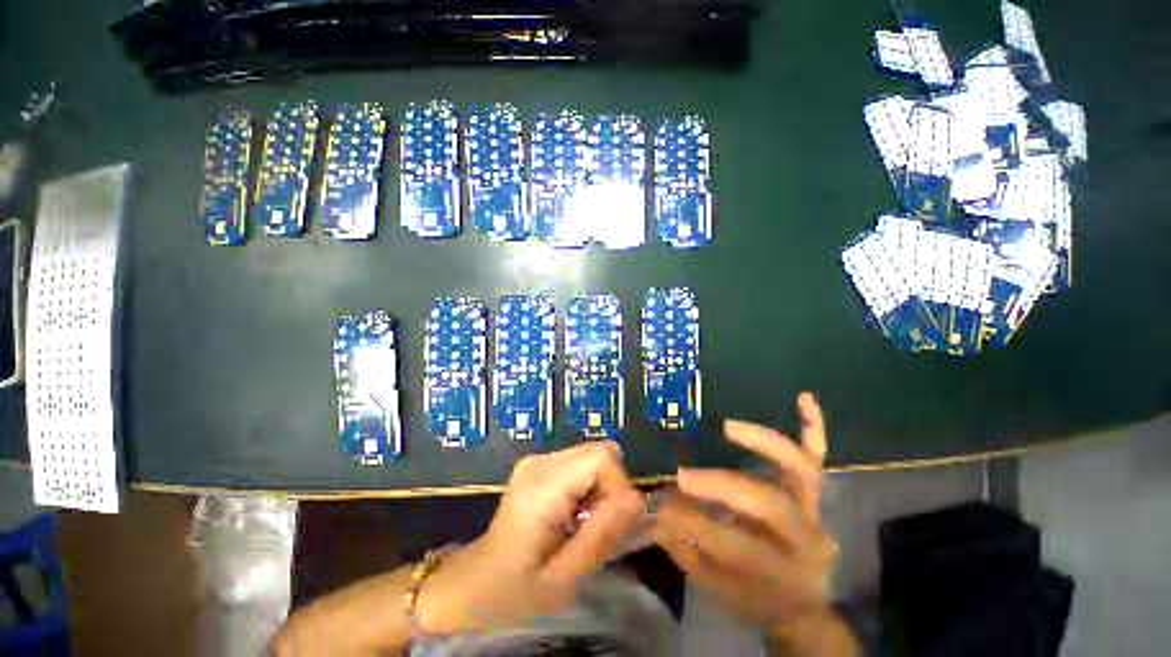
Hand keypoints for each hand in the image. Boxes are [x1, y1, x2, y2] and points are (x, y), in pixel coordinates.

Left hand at [418, 441, 645, 632]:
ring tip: (583, 523)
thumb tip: (637, 499)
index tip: (612, 524)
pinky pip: (581, 463)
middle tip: (597, 525)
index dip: (618, 486)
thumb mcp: (565, 577)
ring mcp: (538, 459)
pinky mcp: (540, 464)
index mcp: (542, 484)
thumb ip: (602, 534)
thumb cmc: (516, 589)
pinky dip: (589, 486)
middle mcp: (541, 460)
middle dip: (611, 487)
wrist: (476, 582)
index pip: (602, 456)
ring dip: (600, 488)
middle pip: (600, 451)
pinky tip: (573, 514)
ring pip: (593, 456)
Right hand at [651, 393, 837, 630]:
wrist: (801, 602)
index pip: (732, 544)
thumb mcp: (717, 587)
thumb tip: (659, 511)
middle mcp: (802, 537)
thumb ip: (687, 550)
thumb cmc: (755, 597)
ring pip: (799, 469)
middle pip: (768, 504)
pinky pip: (818, 454)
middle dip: (721, 486)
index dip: (695, 523)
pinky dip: (813, 426)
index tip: (661, 504)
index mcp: (777, 572)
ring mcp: (811, 509)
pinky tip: (802, 398)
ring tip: (729, 426)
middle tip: (684, 475)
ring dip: (764, 442)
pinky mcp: (813, 491)